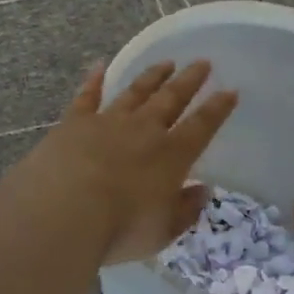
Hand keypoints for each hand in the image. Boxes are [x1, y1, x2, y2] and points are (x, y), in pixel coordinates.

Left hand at [10, 61, 236, 265]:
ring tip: (165, 62)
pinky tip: (99, 65)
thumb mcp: (162, 231)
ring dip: (152, 76)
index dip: (218, 108)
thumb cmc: (119, 229)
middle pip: (171, 99)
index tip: (230, 91)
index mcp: (172, 156)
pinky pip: (88, 95)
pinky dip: (94, 79)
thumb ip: (185, 210)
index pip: (202, 126)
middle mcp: (144, 131)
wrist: (63, 212)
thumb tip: (203, 190)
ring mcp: (108, 121)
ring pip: (136, 92)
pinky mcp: (75, 122)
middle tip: (202, 63)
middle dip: (189, 80)